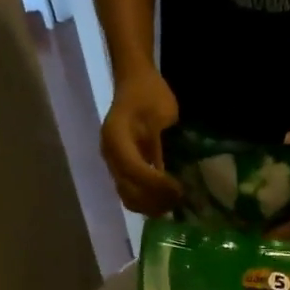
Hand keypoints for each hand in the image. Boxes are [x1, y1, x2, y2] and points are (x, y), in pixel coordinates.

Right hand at [101, 72, 181, 214]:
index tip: (177, 188)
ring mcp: (115, 164)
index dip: (156, 184)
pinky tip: (166, 202)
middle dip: (155, 200)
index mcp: (116, 137)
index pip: (133, 170)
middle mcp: (111, 154)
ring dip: (152, 206)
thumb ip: (164, 139)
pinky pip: (131, 195)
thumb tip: (171, 170)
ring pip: (129, 197)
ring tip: (174, 204)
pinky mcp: (122, 169)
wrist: (135, 83)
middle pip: (129, 190)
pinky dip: (148, 203)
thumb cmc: (149, 93)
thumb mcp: (161, 110)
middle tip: (179, 200)